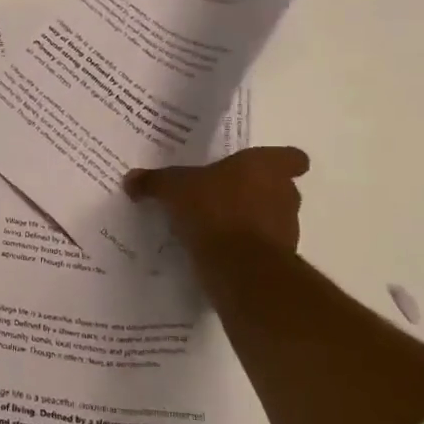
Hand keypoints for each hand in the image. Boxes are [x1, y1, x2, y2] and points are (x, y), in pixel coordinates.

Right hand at [124, 146, 309, 253]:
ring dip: (251, 221)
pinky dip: (245, 248)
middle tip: (224, 196)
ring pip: (273, 218)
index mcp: (265, 166)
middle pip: (279, 188)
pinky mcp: (280, 260)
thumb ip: (155, 182)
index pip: (291, 158)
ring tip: (217, 227)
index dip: (281, 161)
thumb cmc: (213, 210)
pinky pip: (262, 247)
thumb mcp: (174, 189)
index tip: (260, 168)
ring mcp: (287, 229)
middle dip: (256, 192)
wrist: (239, 266)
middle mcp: (284, 194)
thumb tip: (131, 179)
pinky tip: (218, 251)